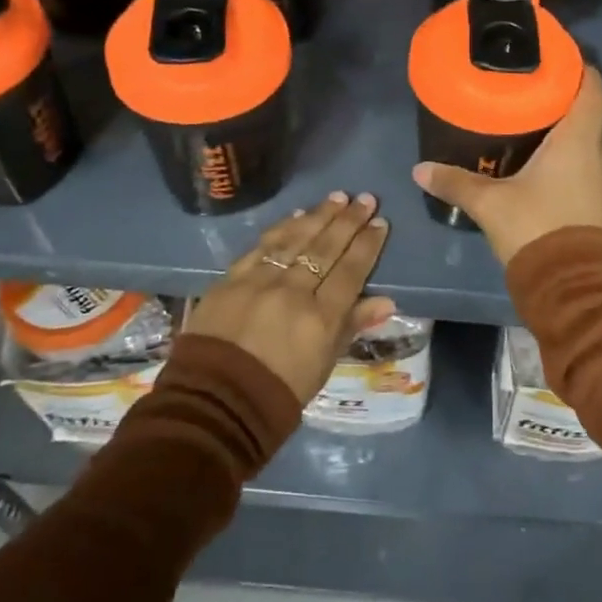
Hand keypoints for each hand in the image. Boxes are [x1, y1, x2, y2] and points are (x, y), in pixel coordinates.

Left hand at [185, 192, 392, 405]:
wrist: (214, 403)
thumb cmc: (278, 393)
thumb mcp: (323, 365)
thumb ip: (352, 326)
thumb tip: (386, 301)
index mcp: (320, 319)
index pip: (351, 272)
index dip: (367, 245)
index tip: (381, 223)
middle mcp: (293, 292)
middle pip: (326, 248)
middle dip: (349, 221)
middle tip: (366, 199)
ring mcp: (259, 282)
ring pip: (296, 240)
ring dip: (319, 216)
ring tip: (337, 197)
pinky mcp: (231, 280)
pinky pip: (262, 247)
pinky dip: (282, 229)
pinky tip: (297, 216)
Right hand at [412, 66, 601, 265]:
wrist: (572, 285)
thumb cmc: (535, 227)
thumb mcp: (489, 203)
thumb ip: (455, 182)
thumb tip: (420, 170)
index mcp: (578, 139)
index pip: (593, 88)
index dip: (580, 67)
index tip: (558, 57)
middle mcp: (598, 152)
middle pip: (592, 110)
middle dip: (568, 95)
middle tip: (535, 85)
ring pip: (591, 138)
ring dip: (571, 125)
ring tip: (537, 116)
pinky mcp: (600, 199)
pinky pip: (589, 161)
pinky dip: (572, 151)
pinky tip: (545, 157)